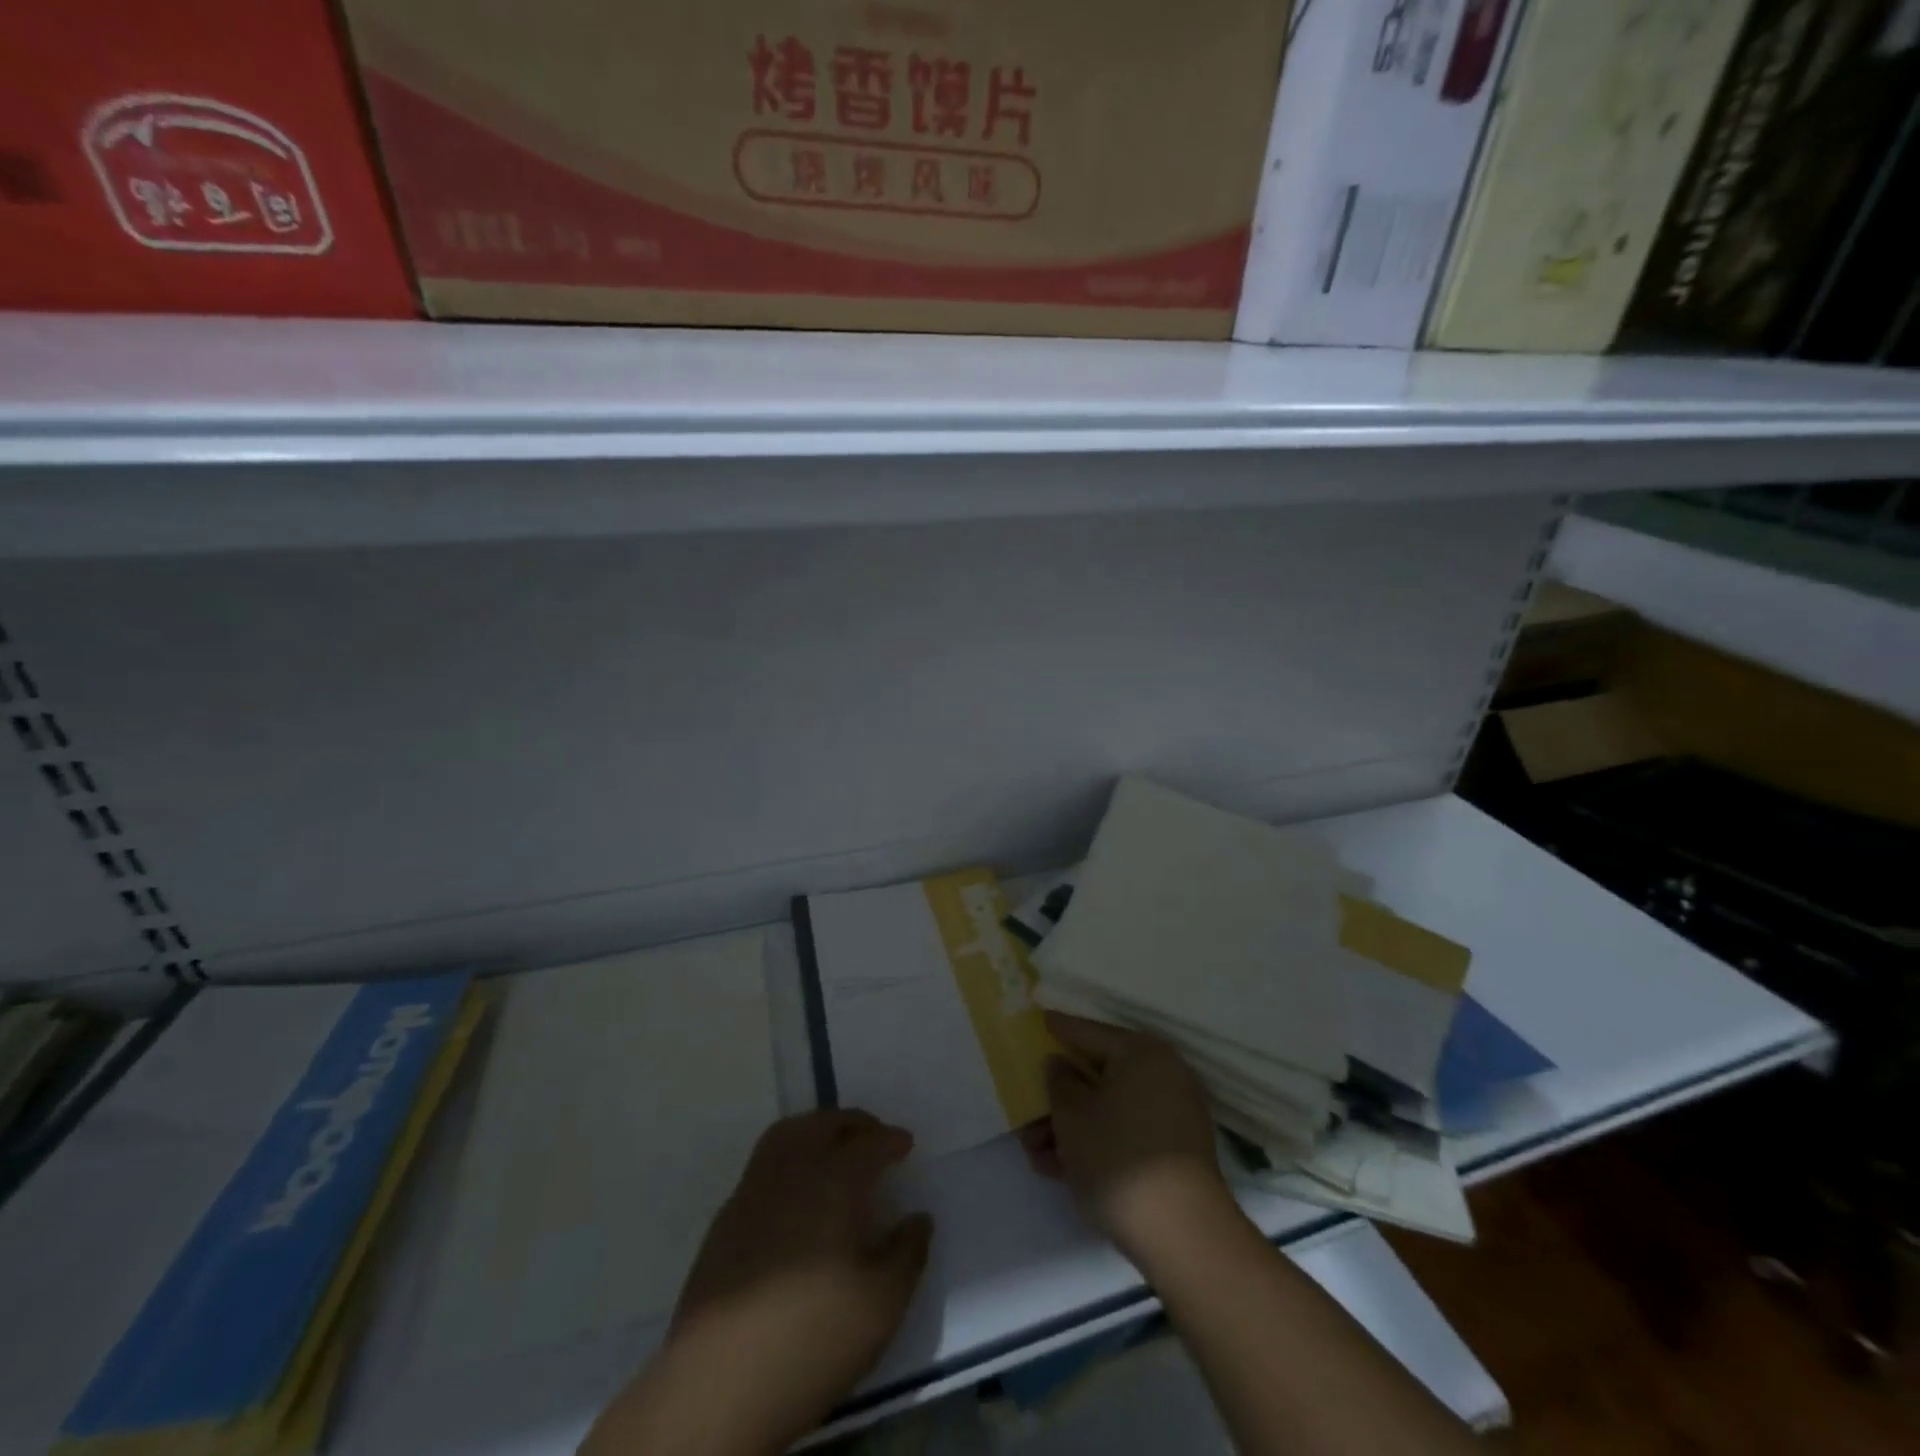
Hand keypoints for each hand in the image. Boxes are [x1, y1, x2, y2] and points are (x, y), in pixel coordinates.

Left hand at [586, 1110, 930, 1455]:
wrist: (717, 1384)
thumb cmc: (811, 1339)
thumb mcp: (881, 1306)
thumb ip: (907, 1254)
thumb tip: (919, 1219)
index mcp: (834, 1182)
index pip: (868, 1143)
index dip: (890, 1140)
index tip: (906, 1145)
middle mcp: (792, 1172)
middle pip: (823, 1124)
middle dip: (852, 1123)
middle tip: (873, 1136)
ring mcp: (752, 1192)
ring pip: (786, 1135)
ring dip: (815, 1130)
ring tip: (834, 1150)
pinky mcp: (725, 1220)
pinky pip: (763, 1165)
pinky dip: (788, 1160)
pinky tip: (796, 1194)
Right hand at [1035, 1012, 1237, 1265]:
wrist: (1181, 1234)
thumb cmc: (1117, 1155)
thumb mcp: (1072, 1115)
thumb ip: (1059, 1082)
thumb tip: (1060, 1064)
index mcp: (1141, 1053)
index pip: (1090, 1032)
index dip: (1060, 1028)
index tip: (1040, 1019)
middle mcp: (1162, 1075)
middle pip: (1099, 1075)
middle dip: (1060, 1096)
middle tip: (1027, 1106)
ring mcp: (1172, 1116)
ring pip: (1109, 1110)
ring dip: (1070, 1127)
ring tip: (1034, 1152)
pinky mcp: (1173, 1153)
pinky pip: (1125, 1134)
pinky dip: (1095, 1144)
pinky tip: (1058, 1168)